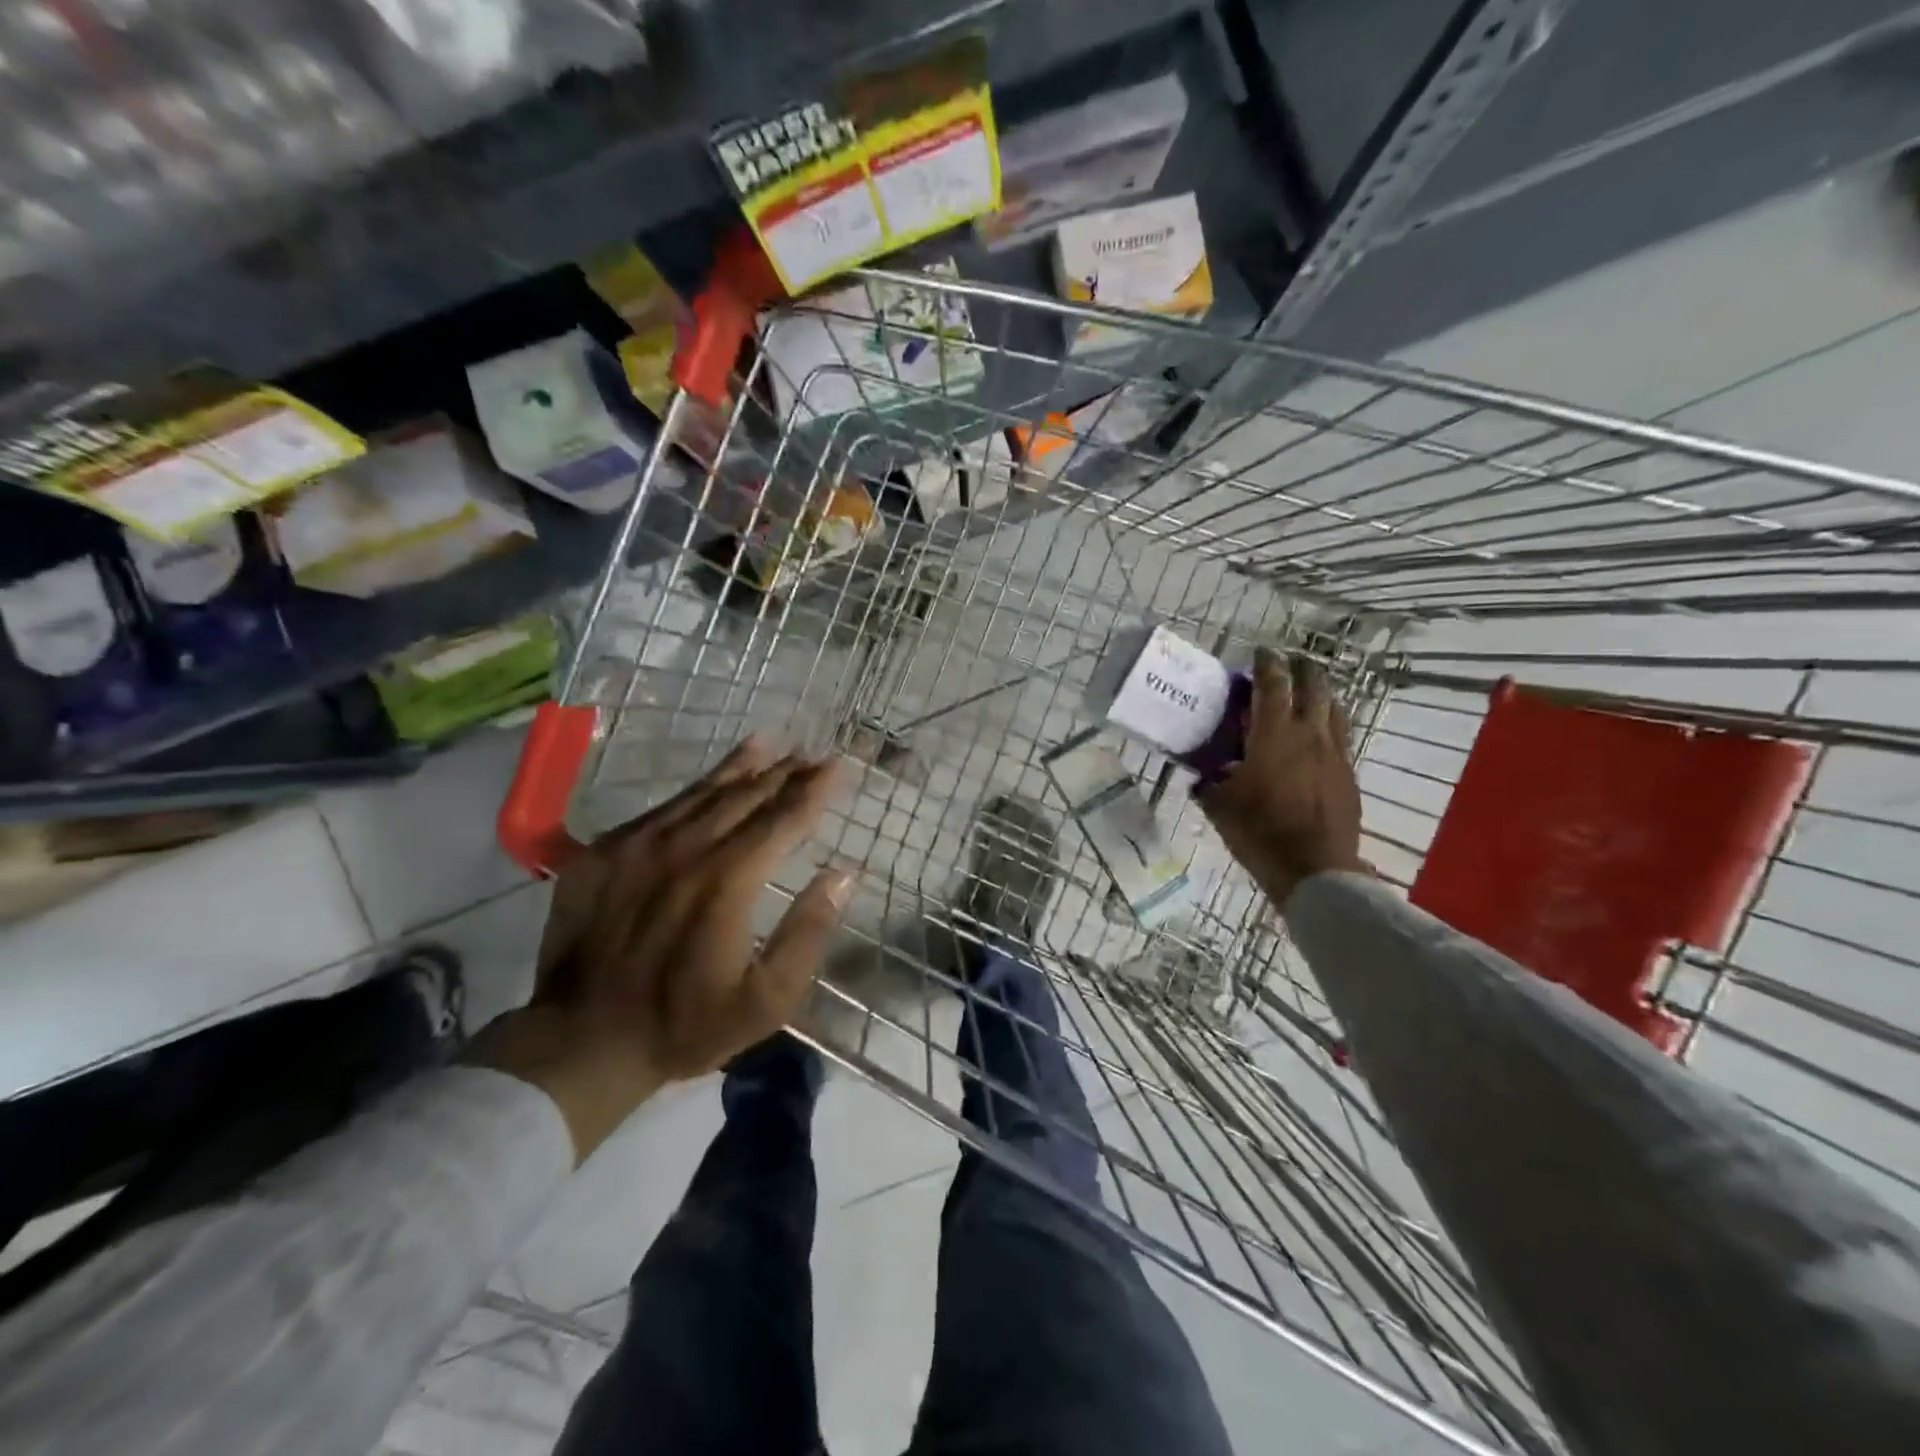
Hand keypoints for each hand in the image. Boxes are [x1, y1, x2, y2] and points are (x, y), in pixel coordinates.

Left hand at [470, 737, 852, 1159]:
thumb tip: (843, 873)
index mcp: (728, 880)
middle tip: (813, 755)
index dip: (815, 789)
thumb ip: (808, 932)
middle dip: (786, 772)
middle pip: (747, 795)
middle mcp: (686, 848)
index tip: (840, 764)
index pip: (784, 818)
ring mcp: (639, 845)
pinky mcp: (605, 851)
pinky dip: (696, 788)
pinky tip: (709, 781)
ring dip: (742, 766)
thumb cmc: (685, 1025)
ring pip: (703, 791)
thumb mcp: (766, 999)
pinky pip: (662, 808)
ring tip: (771, 744)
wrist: (580, 1042)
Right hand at [1198, 649, 1365, 906]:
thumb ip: (1209, 785)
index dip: (1267, 663)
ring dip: (1321, 694)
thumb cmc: (1260, 833)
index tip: (1261, 651)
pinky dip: (1329, 725)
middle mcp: (1310, 735)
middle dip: (1302, 670)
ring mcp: (1335, 755)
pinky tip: (1319, 737)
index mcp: (1274, 736)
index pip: (1273, 685)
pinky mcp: (1348, 775)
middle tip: (1290, 664)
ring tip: (1309, 693)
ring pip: (1335, 709)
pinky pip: (1341, 737)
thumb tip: (1199, 777)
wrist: (1315, 870)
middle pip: (1314, 687)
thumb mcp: (1220, 807)